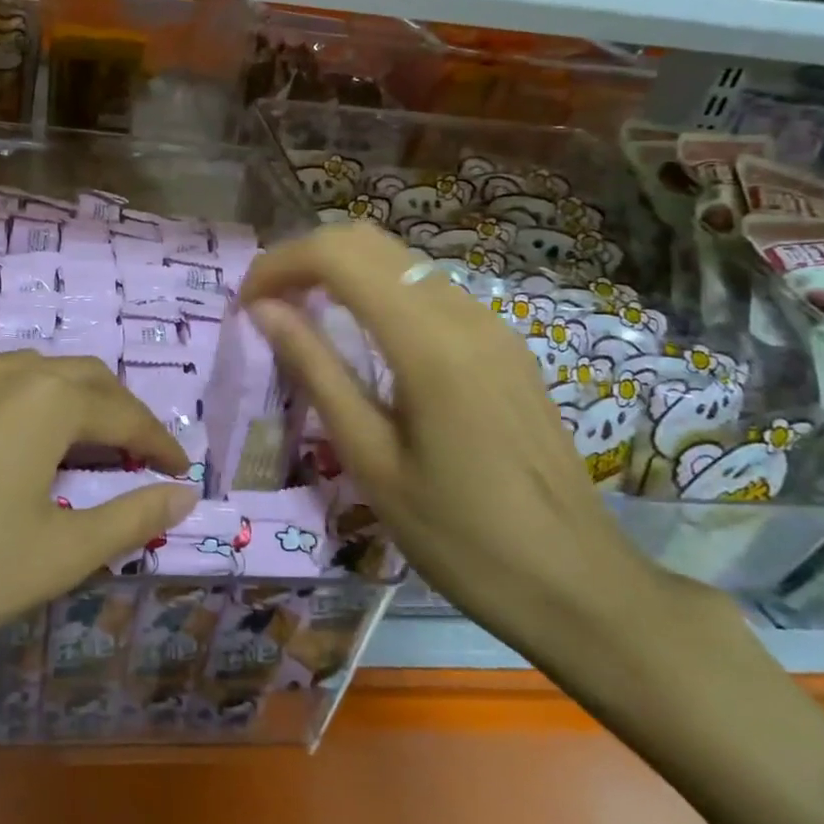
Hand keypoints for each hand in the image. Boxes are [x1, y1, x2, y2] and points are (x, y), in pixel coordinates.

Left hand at [0, 352, 195, 731]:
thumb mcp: (57, 556)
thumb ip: (130, 517)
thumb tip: (184, 494)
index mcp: (43, 399)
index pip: (123, 412)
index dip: (157, 441)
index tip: (178, 471)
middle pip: (75, 377)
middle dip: (113, 411)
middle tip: (130, 455)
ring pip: (17, 377)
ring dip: (56, 405)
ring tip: (65, 450)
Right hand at [239, 223, 670, 649]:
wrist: (578, 584)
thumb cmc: (460, 537)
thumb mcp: (371, 459)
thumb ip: (317, 371)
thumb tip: (264, 310)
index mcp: (427, 342)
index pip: (337, 255)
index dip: (279, 264)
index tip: (246, 303)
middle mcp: (462, 313)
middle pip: (367, 240)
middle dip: (305, 257)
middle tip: (268, 304)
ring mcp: (490, 323)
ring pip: (398, 257)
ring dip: (341, 270)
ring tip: (303, 315)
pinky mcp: (503, 342)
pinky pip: (426, 287)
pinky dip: (377, 290)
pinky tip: (361, 337)